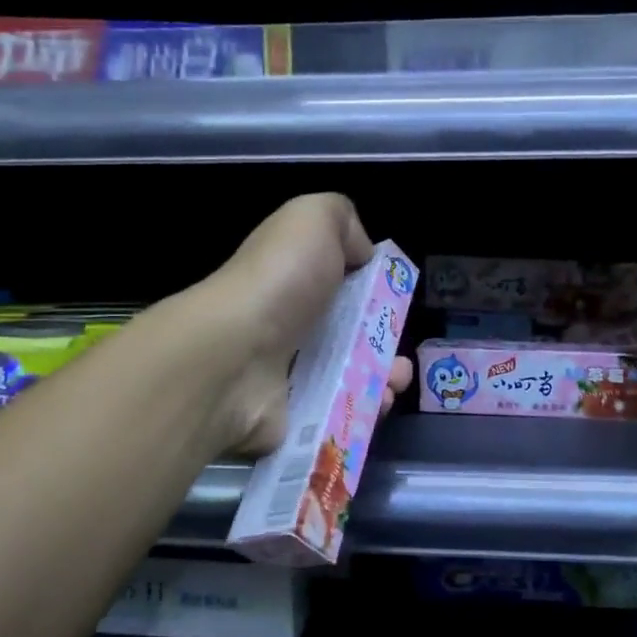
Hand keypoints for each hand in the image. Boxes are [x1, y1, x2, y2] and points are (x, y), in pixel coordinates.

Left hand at [200, 194, 412, 453]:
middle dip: (384, 345)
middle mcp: (286, 325)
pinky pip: (335, 415)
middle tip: (402, 356)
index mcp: (292, 277)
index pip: (335, 283)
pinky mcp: (288, 417)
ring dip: (382, 381)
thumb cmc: (280, 281)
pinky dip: (365, 412)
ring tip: (396, 383)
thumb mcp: (312, 219)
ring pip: (346, 380)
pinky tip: (380, 404)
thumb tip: (362, 252)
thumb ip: (342, 220)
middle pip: (346, 336)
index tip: (397, 301)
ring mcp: (285, 375)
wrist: (234, 356)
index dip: (372, 291)